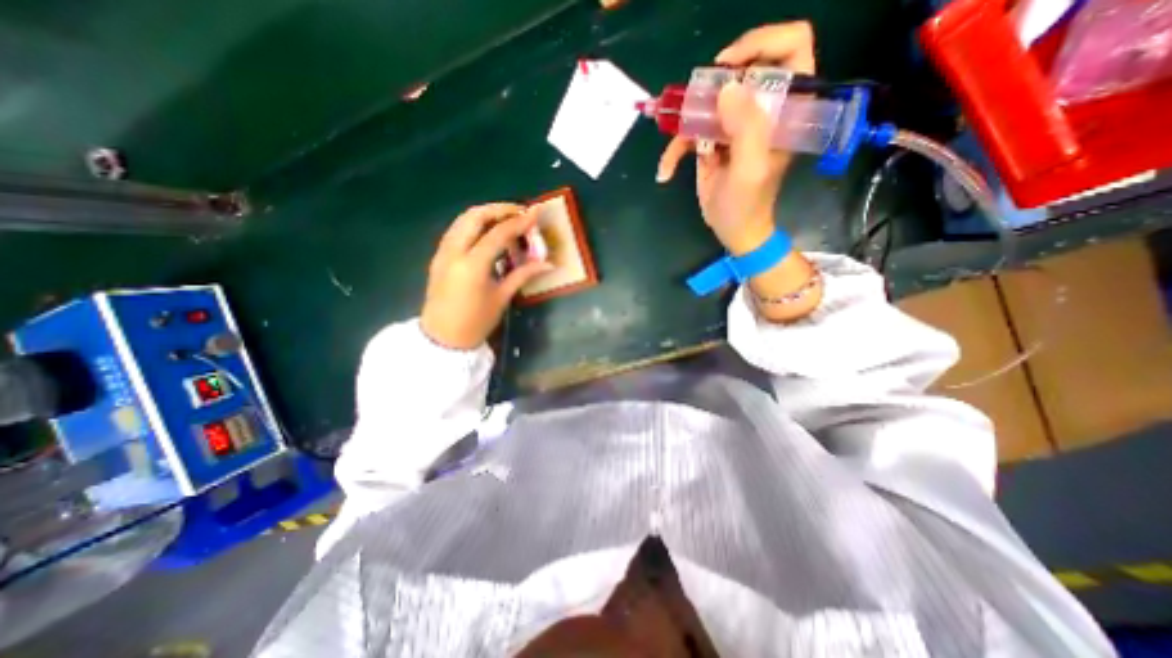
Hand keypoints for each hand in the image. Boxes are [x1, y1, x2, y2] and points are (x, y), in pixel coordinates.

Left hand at [420, 204, 553, 350]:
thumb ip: (523, 274)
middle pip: (475, 216)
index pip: (498, 233)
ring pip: (463, 220)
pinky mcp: (438, 256)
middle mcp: (454, 252)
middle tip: (520, 212)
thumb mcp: (502, 297)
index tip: (535, 213)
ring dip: (485, 214)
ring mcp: (442, 252)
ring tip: (506, 219)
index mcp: (473, 265)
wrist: (442, 338)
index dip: (519, 222)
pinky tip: (488, 233)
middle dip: (499, 209)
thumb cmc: (476, 322)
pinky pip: (456, 230)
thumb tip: (548, 263)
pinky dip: (474, 224)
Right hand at [658, 22, 817, 255]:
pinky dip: (673, 152)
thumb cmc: (748, 204)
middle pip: (739, 71)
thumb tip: (728, 87)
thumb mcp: (751, 168)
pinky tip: (666, 171)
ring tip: (672, 147)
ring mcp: (733, 126)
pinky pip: (689, 134)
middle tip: (693, 108)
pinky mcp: (712, 142)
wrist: (733, 230)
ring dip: (683, 123)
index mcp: (785, 109)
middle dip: (710, 87)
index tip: (729, 67)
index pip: (790, 48)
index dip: (762, 44)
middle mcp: (761, 110)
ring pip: (707, 103)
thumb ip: (746, 127)